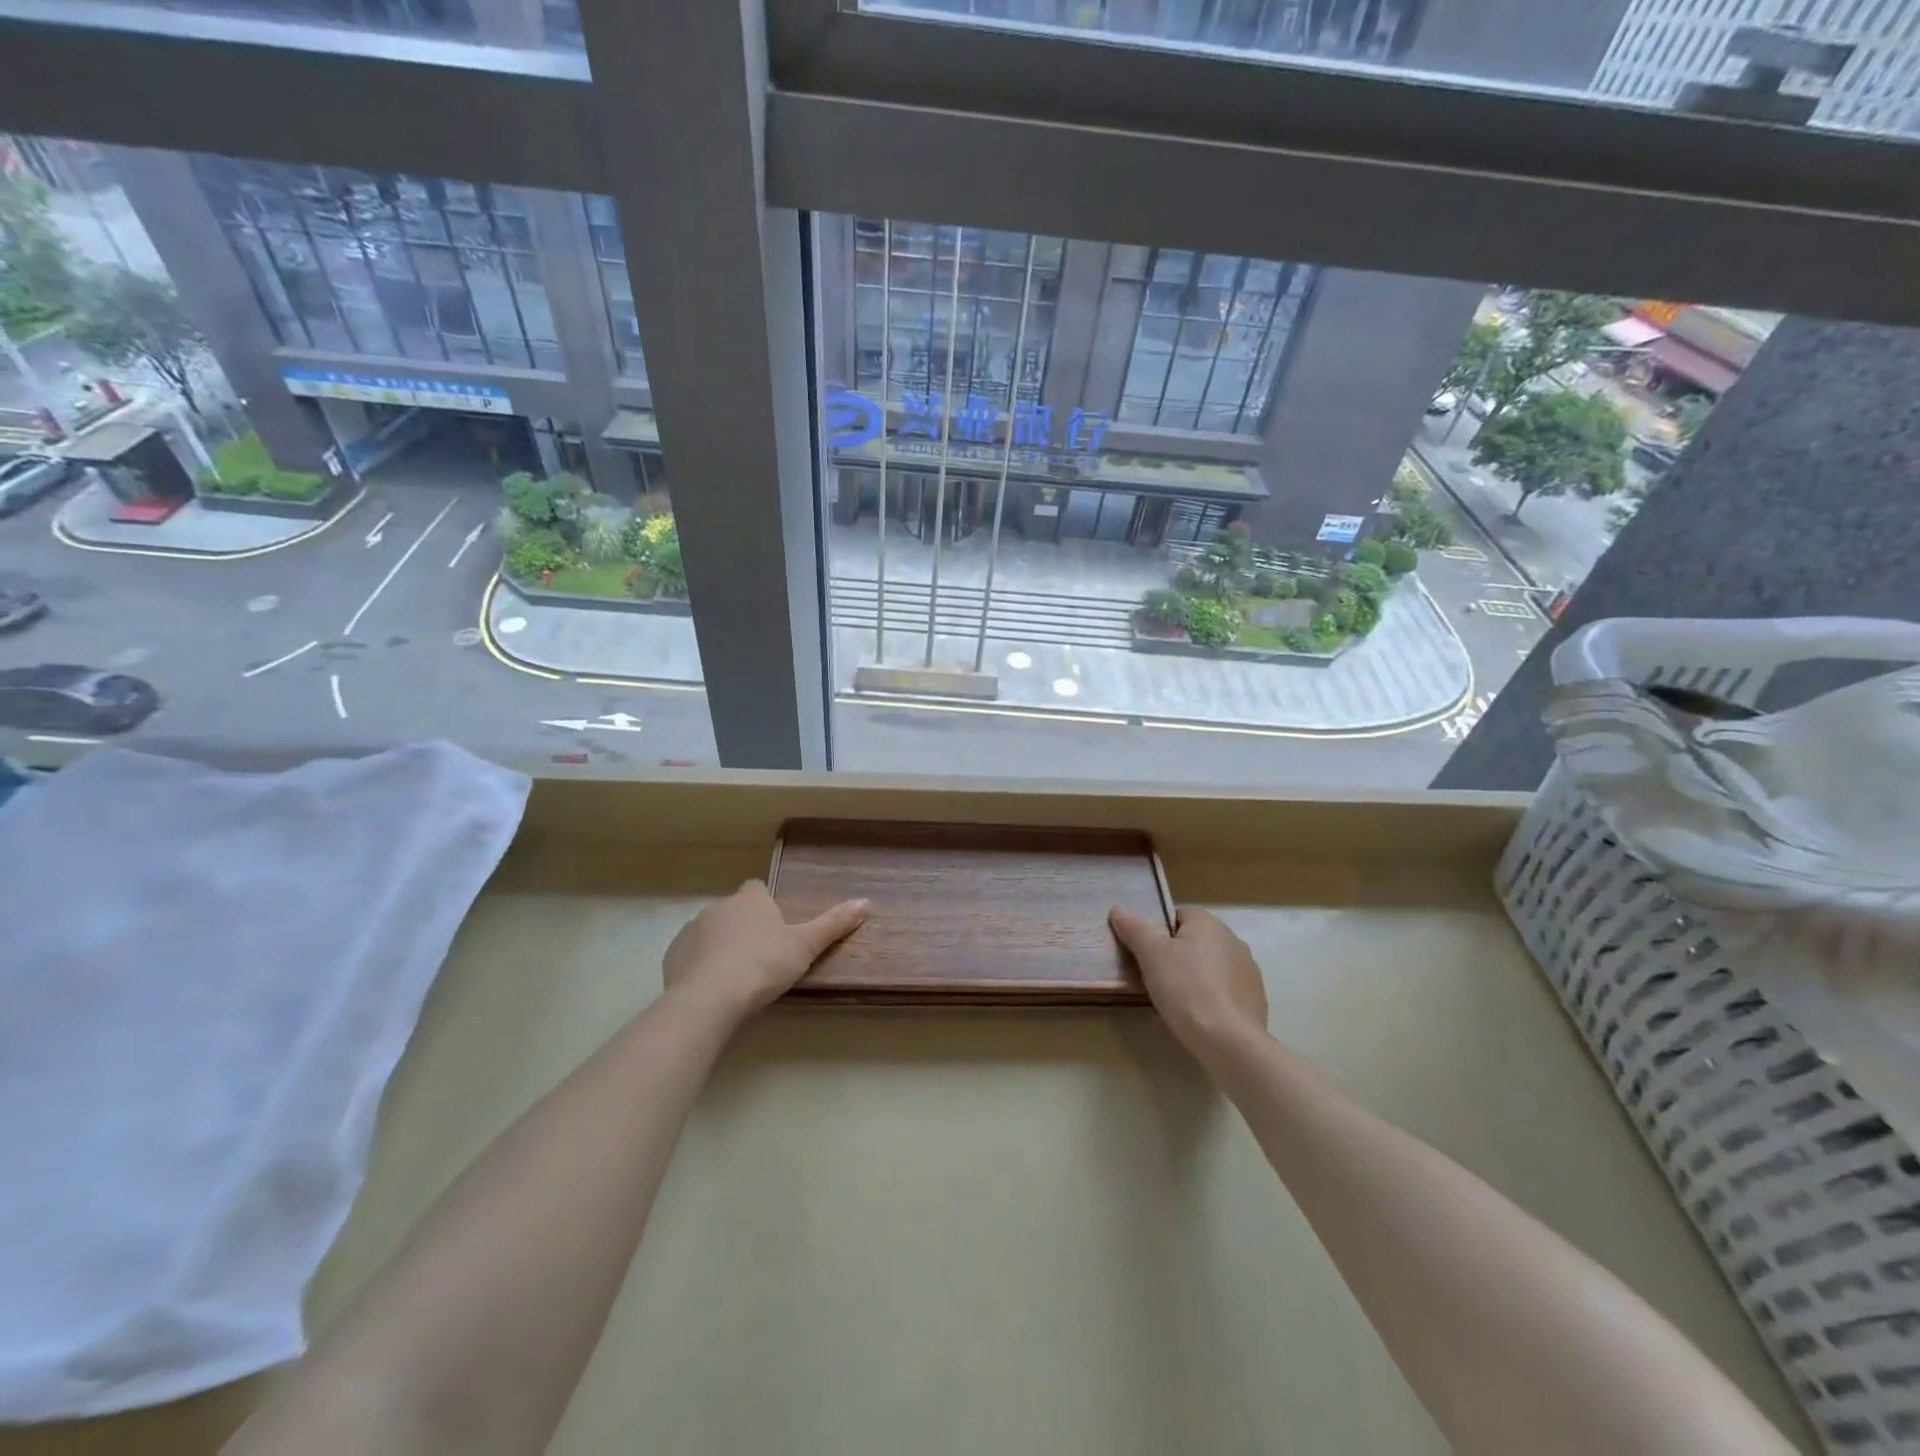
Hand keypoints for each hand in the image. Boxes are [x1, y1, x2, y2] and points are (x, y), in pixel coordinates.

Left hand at [663, 881, 868, 1022]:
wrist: (709, 999)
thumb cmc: (763, 965)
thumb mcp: (805, 947)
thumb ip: (834, 924)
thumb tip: (866, 902)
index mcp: (750, 899)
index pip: (757, 890)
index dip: (766, 907)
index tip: (776, 930)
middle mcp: (719, 906)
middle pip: (735, 912)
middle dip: (745, 929)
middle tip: (762, 960)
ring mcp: (692, 930)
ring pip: (711, 933)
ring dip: (721, 947)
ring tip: (737, 979)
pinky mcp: (673, 956)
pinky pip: (690, 956)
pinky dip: (701, 967)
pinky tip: (713, 990)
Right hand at [1109, 905, 1267, 1054]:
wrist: (1228, 1040)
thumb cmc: (1185, 987)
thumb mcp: (1150, 955)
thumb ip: (1134, 929)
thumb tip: (1117, 910)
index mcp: (1208, 923)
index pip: (1178, 915)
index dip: (1159, 933)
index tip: (1146, 955)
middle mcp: (1232, 940)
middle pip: (1194, 943)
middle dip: (1175, 958)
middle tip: (1154, 980)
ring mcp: (1248, 971)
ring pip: (1209, 969)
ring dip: (1192, 980)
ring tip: (1172, 1004)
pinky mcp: (1254, 1000)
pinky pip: (1223, 993)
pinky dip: (1208, 1001)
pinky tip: (1194, 1020)